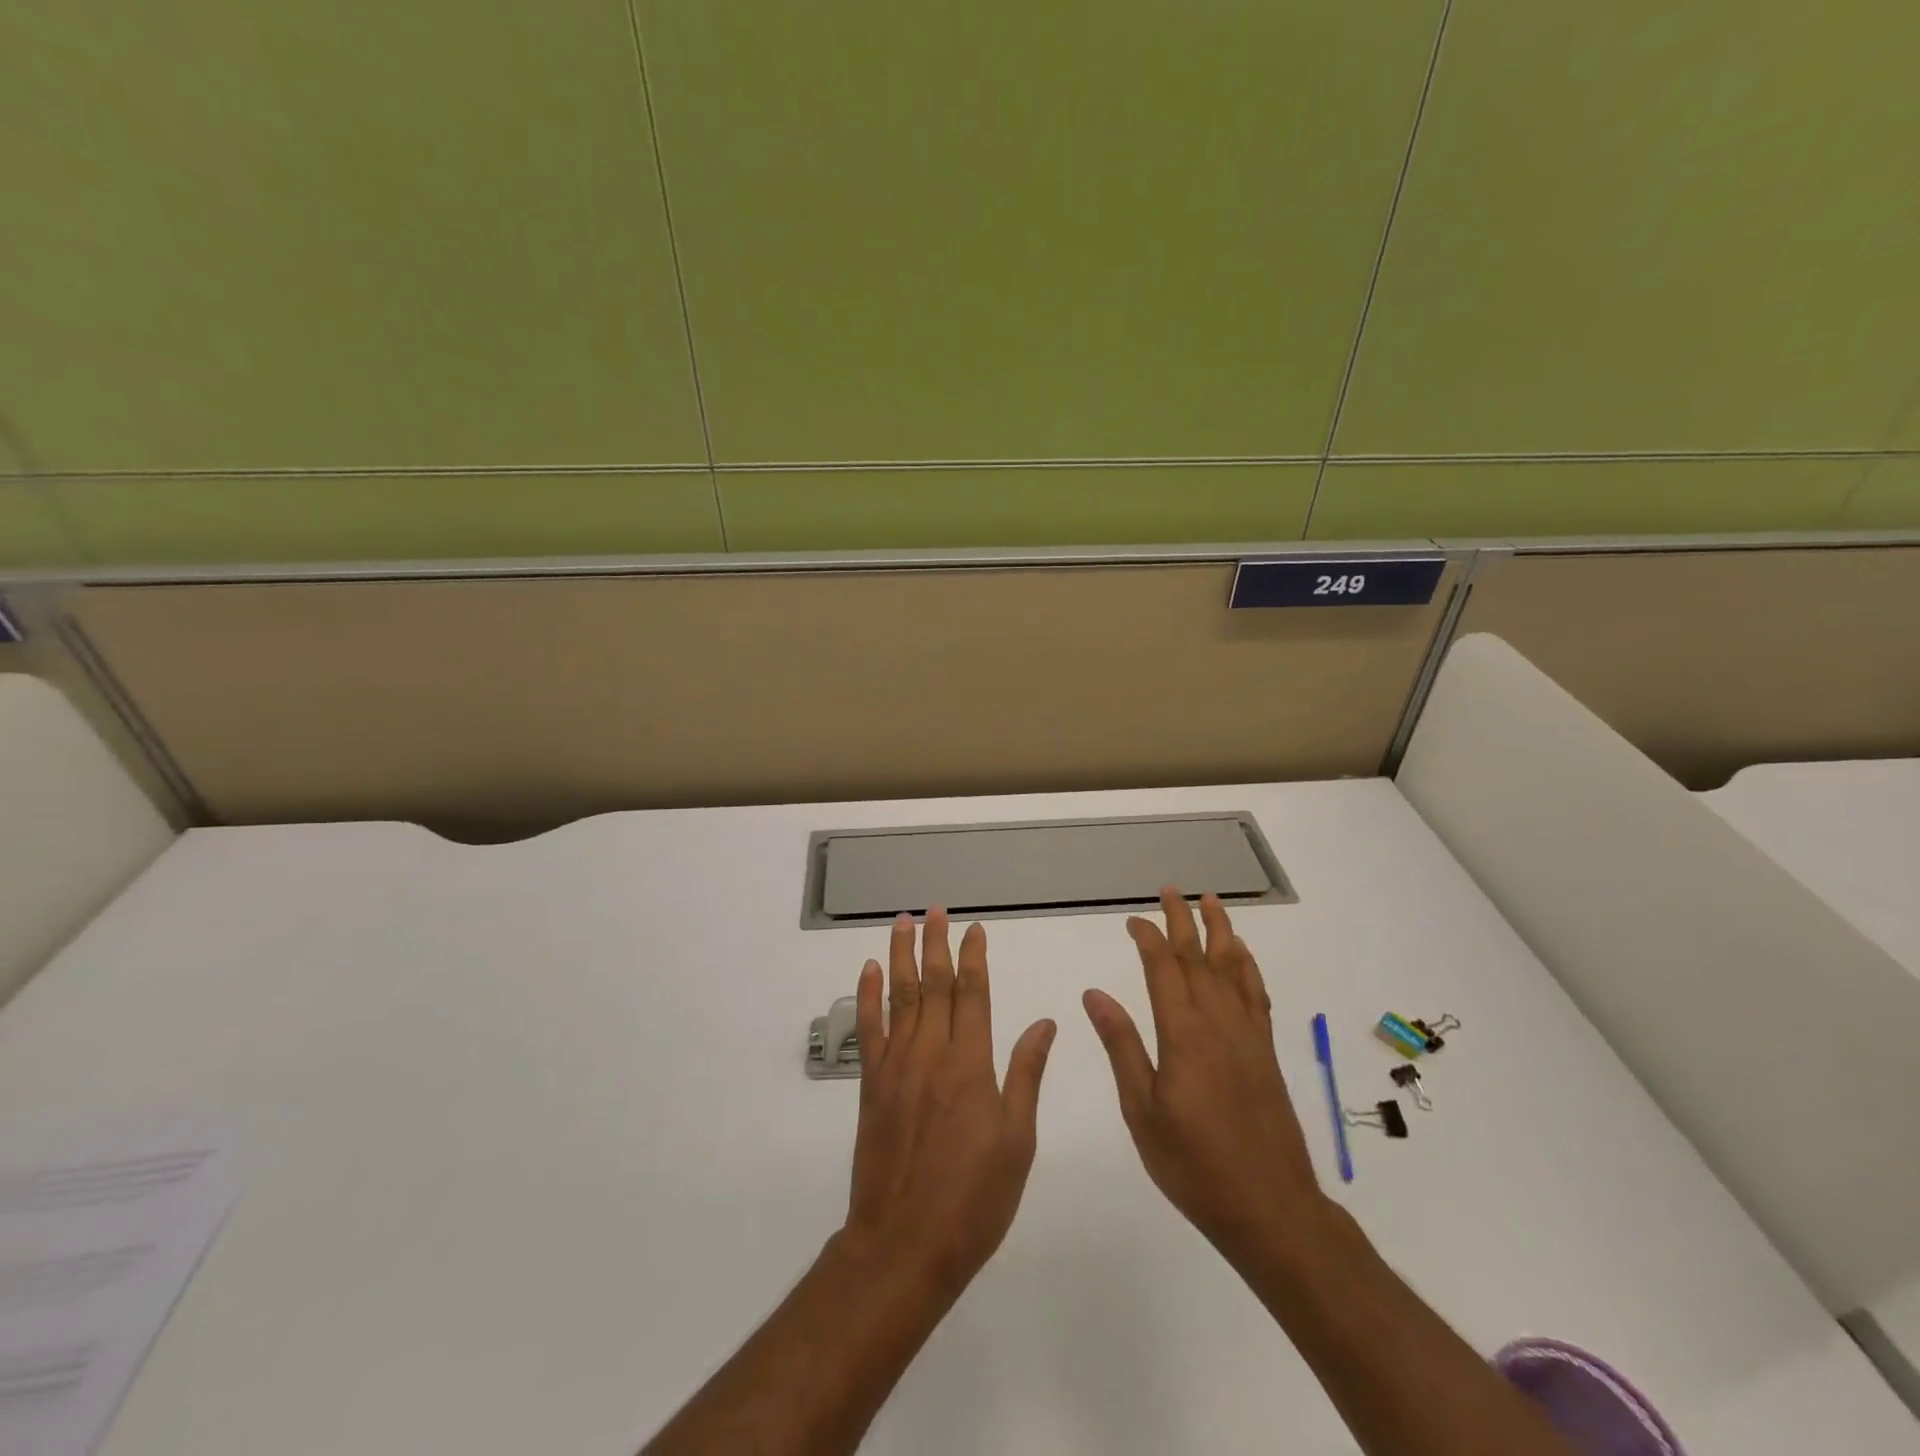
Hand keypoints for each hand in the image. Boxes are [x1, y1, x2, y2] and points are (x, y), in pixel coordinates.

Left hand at [841, 908, 1057, 1297]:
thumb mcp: (1017, 1142)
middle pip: (934, 985)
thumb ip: (1026, 1075)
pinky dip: (867, 997)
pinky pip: (869, 1030)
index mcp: (971, 1065)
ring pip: (900, 997)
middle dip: (936, 944)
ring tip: (901, 923)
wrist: (904, 1243)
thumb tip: (1045, 1023)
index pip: (973, 994)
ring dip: (900, 956)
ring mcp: (896, 1066)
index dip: (974, 958)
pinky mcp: (871, 1085)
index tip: (975, 929)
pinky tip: (868, 972)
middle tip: (935, 910)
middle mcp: (931, 1054)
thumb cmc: (973, 1198)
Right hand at [1083, 889, 1326, 1269]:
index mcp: (1183, 1034)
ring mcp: (1248, 1036)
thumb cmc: (1194, 1165)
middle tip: (1172, 889)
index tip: (1132, 919)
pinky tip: (1242, 956)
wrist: (1270, 1208)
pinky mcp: (1266, 1053)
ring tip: (1212, 901)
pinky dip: (1248, 967)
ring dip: (1221, 931)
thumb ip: (1122, 1046)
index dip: (1148, 938)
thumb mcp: (1142, 1111)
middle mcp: (1219, 1023)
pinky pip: (1257, 995)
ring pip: (1233, 968)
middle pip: (1199, 958)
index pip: (1163, 969)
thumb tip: (1095, 994)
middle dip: (1183, 920)